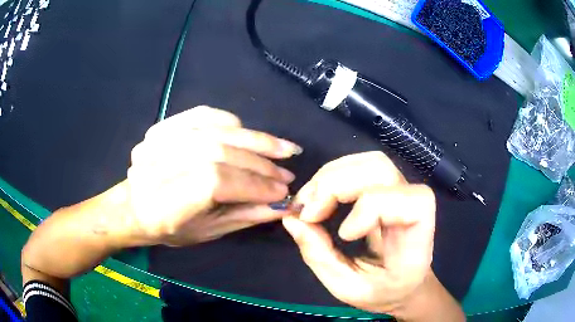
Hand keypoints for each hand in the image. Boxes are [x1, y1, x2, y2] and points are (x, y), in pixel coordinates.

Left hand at [126, 106, 301, 245]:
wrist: (133, 206)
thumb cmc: (168, 228)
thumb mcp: (206, 232)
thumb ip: (243, 216)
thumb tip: (280, 204)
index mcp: (166, 201)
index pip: (217, 182)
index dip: (254, 184)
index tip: (283, 191)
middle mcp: (159, 164)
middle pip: (218, 153)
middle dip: (260, 164)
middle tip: (288, 171)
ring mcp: (159, 140)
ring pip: (214, 131)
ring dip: (254, 139)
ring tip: (281, 148)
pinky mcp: (163, 126)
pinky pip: (202, 115)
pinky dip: (231, 121)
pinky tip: (248, 131)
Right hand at [282, 152, 437, 315]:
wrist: (405, 282)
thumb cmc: (383, 291)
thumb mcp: (349, 289)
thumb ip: (321, 258)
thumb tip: (292, 220)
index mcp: (417, 240)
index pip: (411, 202)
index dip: (373, 207)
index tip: (343, 235)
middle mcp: (415, 207)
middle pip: (382, 170)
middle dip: (336, 185)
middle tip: (306, 211)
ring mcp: (401, 192)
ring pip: (369, 162)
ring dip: (331, 176)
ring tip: (307, 201)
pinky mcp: (387, 187)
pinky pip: (362, 165)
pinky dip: (333, 174)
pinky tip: (318, 194)